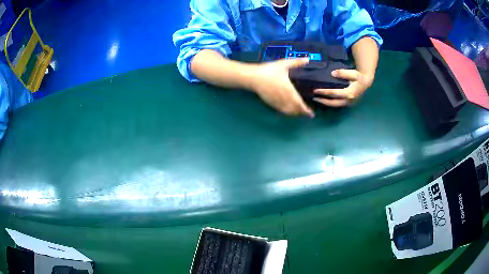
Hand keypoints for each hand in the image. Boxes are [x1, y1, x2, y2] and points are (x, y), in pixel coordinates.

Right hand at [250, 58, 313, 116]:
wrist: (254, 77)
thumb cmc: (269, 70)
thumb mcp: (283, 64)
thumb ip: (296, 62)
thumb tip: (307, 59)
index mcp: (289, 90)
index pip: (300, 104)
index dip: (306, 110)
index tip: (311, 114)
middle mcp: (284, 98)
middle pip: (295, 110)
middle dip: (302, 113)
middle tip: (308, 114)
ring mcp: (277, 102)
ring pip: (288, 112)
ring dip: (295, 113)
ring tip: (300, 112)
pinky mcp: (271, 103)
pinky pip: (281, 110)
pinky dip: (287, 112)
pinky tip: (289, 110)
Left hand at [313, 69, 373, 106]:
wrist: (366, 82)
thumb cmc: (359, 77)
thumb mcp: (353, 73)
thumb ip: (343, 73)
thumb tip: (333, 73)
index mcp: (349, 93)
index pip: (334, 93)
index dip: (324, 92)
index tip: (315, 90)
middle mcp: (348, 100)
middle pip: (333, 103)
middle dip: (323, 101)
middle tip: (314, 98)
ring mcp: (348, 103)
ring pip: (335, 105)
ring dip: (326, 103)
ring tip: (317, 99)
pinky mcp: (348, 103)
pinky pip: (338, 104)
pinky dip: (331, 102)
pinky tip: (324, 99)